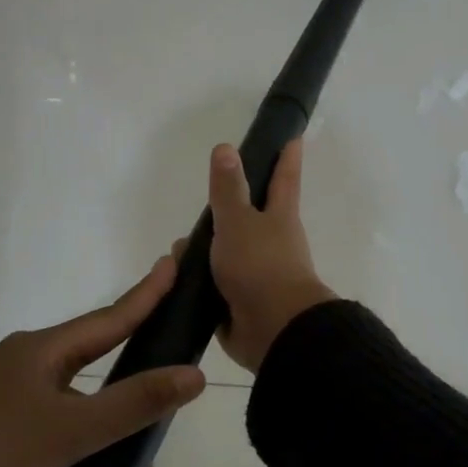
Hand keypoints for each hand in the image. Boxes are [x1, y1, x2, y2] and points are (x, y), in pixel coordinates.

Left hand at [0, 259, 206, 466]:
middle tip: (173, 370)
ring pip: (76, 404)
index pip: (110, 317)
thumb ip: (135, 403)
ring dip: (110, 428)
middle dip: (136, 372)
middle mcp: (26, 365)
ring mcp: (6, 399)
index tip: (173, 261)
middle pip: (95, 360)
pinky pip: (55, 429)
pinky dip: (81, 449)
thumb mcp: (70, 431)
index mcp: (43, 351)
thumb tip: (195, 375)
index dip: (146, 293)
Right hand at [184, 138, 336, 372]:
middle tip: (204, 200)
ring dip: (204, 250)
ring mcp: (257, 274)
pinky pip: (215, 285)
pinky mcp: (240, 302)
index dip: (287, 156)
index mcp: (280, 217)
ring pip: (227, 253)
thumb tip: (226, 147)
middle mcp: (272, 242)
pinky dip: (197, 281)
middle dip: (229, 209)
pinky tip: (174, 280)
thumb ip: (228, 189)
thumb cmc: (261, 266)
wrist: (274, 331)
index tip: (292, 135)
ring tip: (176, 250)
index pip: (284, 177)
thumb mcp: (239, 222)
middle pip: (250, 217)